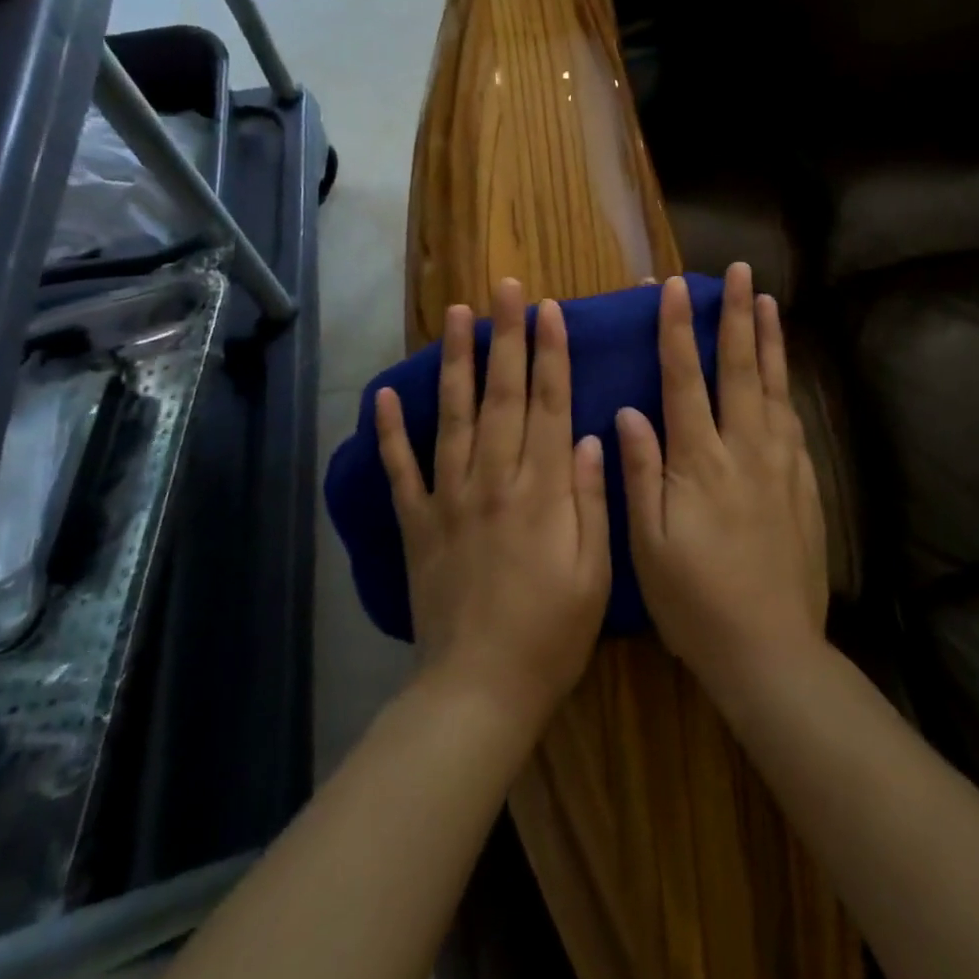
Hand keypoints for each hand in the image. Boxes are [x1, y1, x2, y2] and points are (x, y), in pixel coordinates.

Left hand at [375, 278, 611, 733]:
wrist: (480, 689)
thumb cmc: (553, 632)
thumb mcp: (595, 571)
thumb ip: (591, 498)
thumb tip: (587, 434)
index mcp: (541, 490)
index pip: (548, 405)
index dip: (550, 353)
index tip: (549, 310)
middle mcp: (493, 480)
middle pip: (501, 395)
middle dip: (505, 337)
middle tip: (504, 289)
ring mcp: (449, 498)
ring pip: (452, 416)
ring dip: (454, 363)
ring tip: (456, 315)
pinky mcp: (417, 523)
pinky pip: (401, 470)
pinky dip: (389, 432)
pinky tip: (383, 396)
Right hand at [618, 264, 829, 700]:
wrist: (770, 650)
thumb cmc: (695, 601)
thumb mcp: (648, 544)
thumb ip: (640, 472)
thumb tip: (629, 412)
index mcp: (699, 462)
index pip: (685, 381)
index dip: (676, 330)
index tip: (673, 288)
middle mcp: (744, 451)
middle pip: (739, 370)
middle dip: (736, 317)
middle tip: (740, 272)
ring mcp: (780, 466)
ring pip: (773, 388)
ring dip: (768, 341)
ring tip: (768, 302)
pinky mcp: (803, 486)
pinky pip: (793, 423)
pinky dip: (785, 388)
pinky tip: (783, 375)